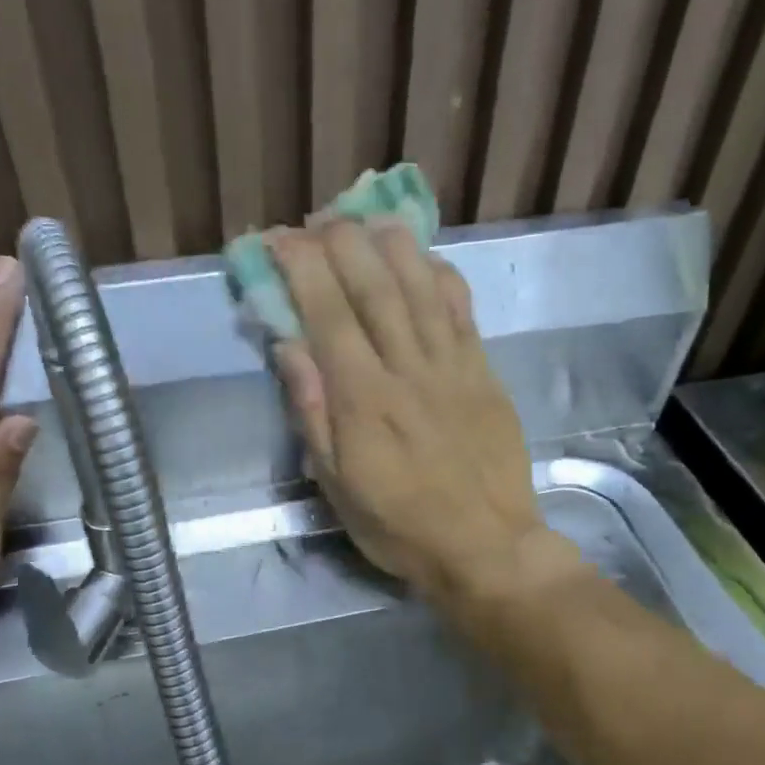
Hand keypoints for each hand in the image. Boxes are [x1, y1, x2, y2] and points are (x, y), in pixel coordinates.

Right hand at [269, 219, 569, 606]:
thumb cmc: (399, 525)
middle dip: (342, 242)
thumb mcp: (337, 485)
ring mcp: (452, 366)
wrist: (485, 546)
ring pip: (421, 287)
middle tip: (318, 217)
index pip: (328, 313)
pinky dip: (443, 276)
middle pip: (374, 287)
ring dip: (392, 245)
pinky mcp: (484, 373)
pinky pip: (463, 311)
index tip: (279, 239)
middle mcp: (407, 369)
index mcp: (363, 399)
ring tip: (368, 218)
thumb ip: (313, 413)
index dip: (302, 268)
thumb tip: (290, 348)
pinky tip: (426, 258)